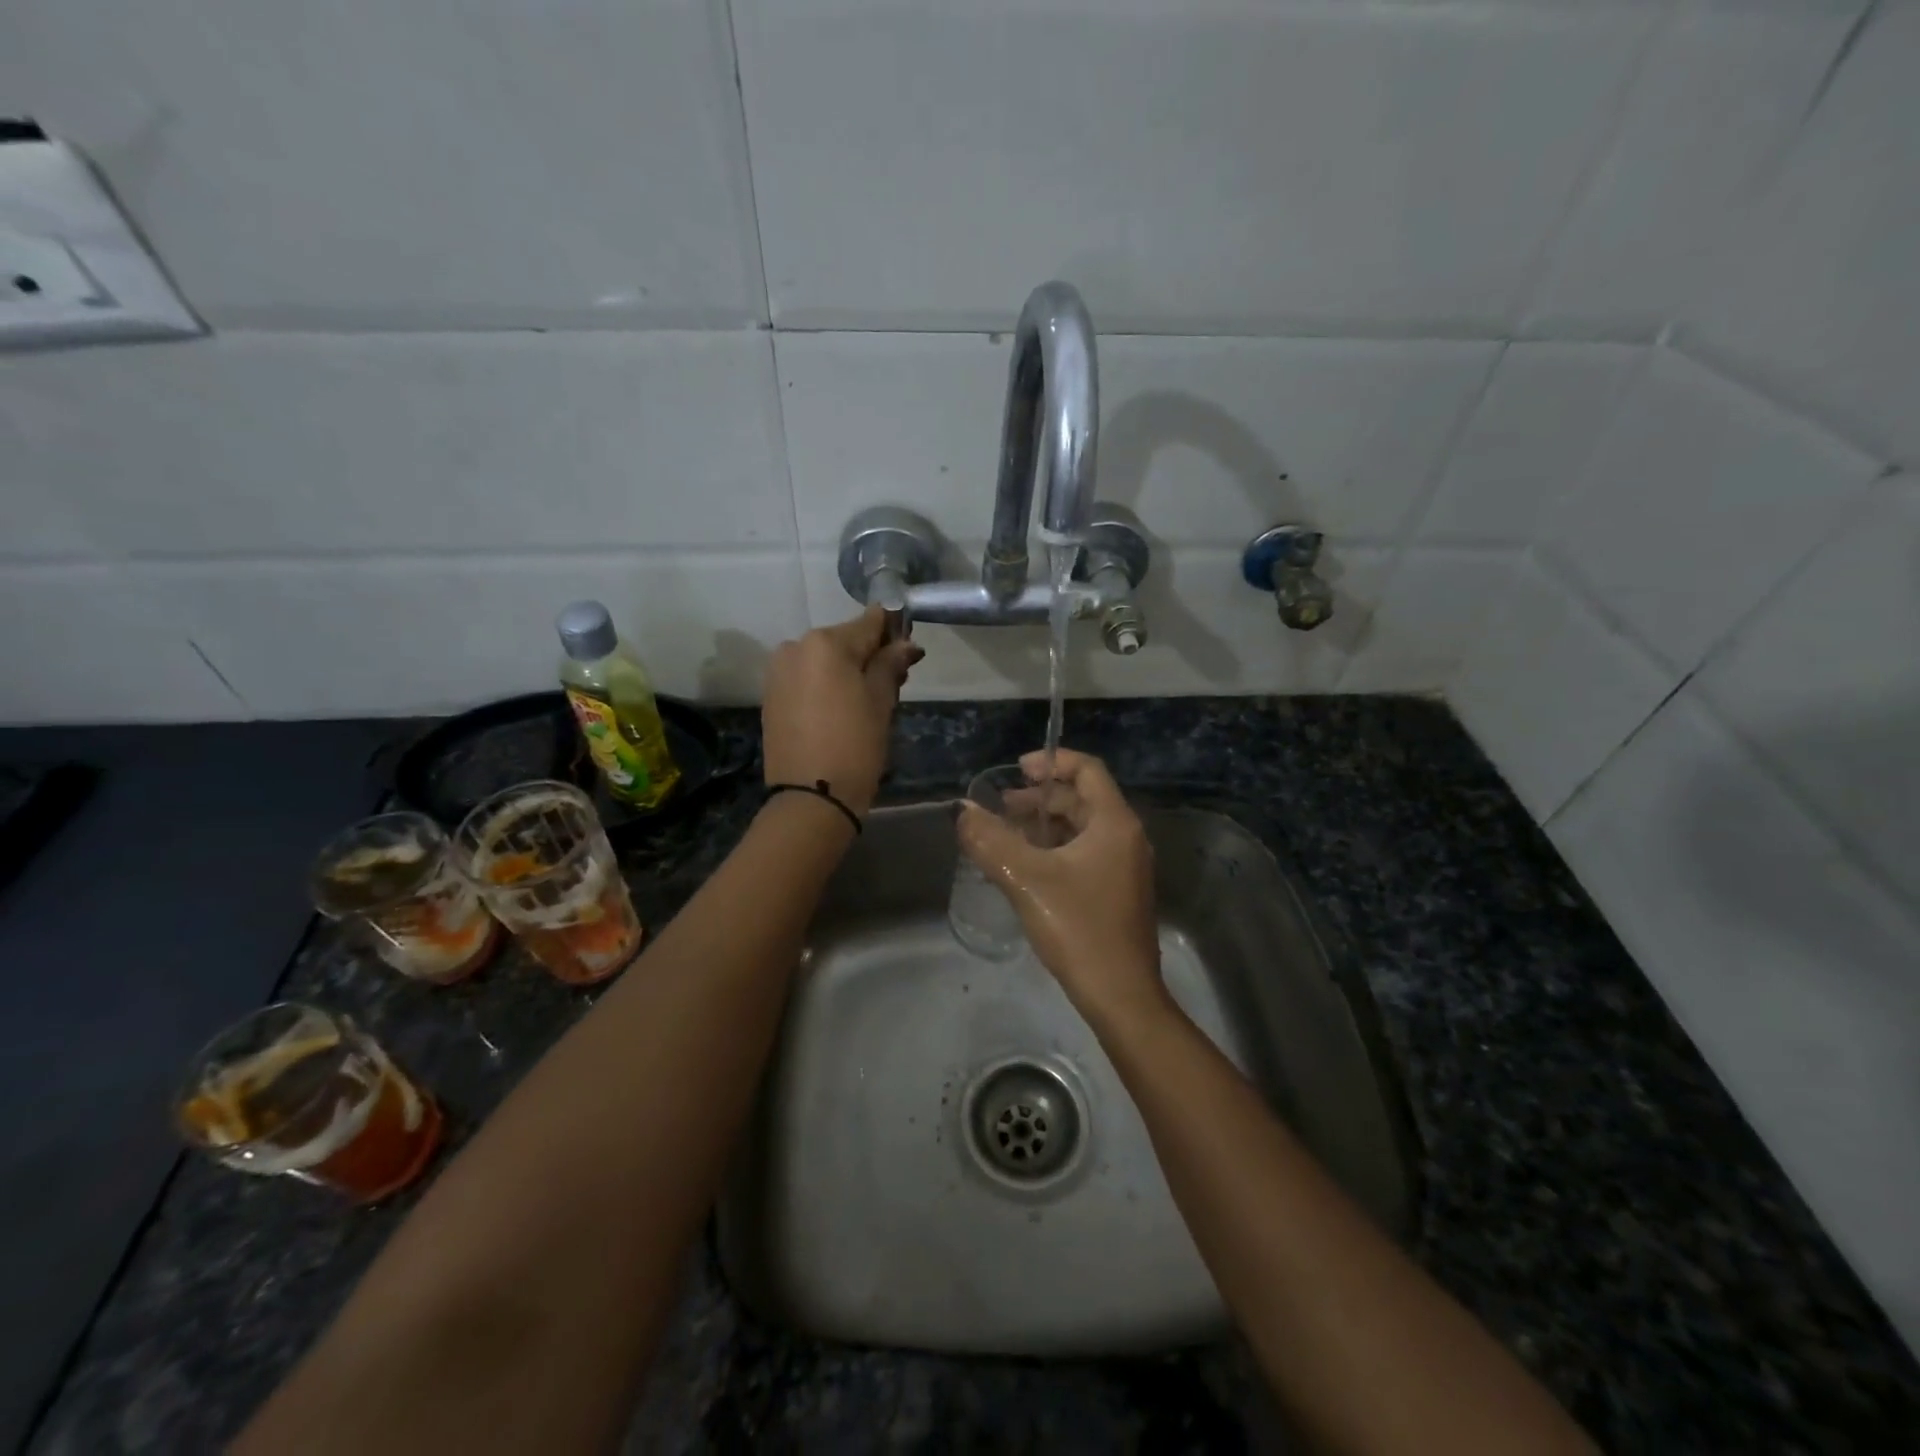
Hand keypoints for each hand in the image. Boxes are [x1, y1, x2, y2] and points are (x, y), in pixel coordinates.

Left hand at [761, 607, 923, 817]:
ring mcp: (778, 672)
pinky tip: (840, 712)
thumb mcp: (881, 702)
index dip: (893, 632)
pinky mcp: (771, 696)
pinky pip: (806, 679)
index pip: (869, 622)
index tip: (909, 651)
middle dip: (869, 656)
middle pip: (844, 641)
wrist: (811, 798)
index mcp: (826, 643)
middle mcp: (796, 647)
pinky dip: (825, 686)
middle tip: (893, 684)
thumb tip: (905, 643)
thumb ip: (890, 664)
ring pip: (824, 661)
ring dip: (846, 672)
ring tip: (866, 704)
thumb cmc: (855, 746)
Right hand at [957, 748, 1165, 1022]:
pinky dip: (1055, 849)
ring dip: (1045, 825)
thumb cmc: (1079, 929)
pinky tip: (1026, 868)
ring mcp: (1125, 867)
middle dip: (1040, 798)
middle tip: (1002, 809)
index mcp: (1114, 824)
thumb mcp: (1027, 880)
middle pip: (1082, 799)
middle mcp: (1126, 838)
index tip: (1016, 771)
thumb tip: (962, 811)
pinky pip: (1085, 853)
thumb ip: (991, 841)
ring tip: (1006, 837)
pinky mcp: (1118, 892)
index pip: (1087, 770)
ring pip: (1082, 829)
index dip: (1052, 762)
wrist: (1122, 997)